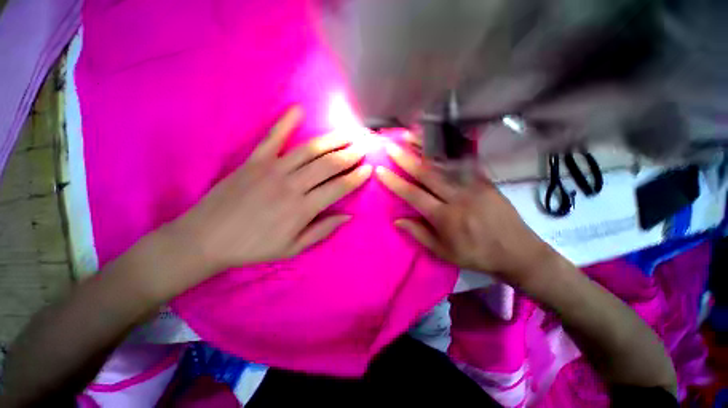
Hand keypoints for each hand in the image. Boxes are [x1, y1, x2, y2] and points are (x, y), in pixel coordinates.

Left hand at [173, 107, 371, 274]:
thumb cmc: (253, 246)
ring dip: (332, 139)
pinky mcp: (254, 161)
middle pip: (329, 164)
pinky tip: (299, 110)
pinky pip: (273, 138)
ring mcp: (272, 170)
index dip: (356, 177)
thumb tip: (347, 216)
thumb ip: (322, 230)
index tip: (368, 168)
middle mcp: (292, 185)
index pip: (339, 187)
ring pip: (310, 150)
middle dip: (351, 154)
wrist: (206, 238)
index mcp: (303, 209)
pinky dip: (286, 123)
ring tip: (348, 132)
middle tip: (364, 145)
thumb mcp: (293, 248)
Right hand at [375, 141, 552, 284]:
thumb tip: (397, 220)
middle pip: (427, 174)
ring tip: (410, 135)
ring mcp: (473, 185)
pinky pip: (463, 162)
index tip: (381, 170)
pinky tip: (437, 140)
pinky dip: (447, 150)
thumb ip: (419, 234)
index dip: (395, 182)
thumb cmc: (475, 254)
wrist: (517, 251)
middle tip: (391, 145)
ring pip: (445, 163)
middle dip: (406, 158)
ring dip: (425, 148)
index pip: (413, 195)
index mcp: (444, 217)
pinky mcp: (485, 180)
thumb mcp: (443, 252)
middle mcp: (457, 197)